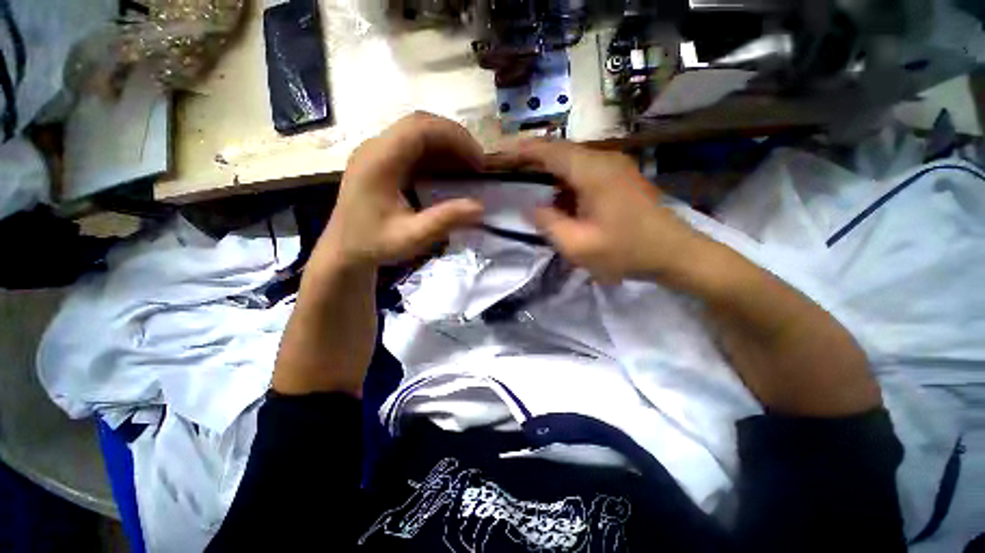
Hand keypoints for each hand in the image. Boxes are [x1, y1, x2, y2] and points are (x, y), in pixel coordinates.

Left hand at [316, 112, 484, 270]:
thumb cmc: (374, 244)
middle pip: (419, 124)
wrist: (344, 251)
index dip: (455, 137)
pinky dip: (435, 154)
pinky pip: (411, 146)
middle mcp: (374, 148)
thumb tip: (479, 207)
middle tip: (477, 162)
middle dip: (454, 138)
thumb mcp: (411, 237)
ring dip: (446, 145)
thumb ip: (444, 220)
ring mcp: (375, 152)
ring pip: (416, 132)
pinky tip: (448, 171)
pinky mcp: (380, 160)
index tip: (478, 160)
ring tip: (468, 166)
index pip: (419, 128)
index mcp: (378, 161)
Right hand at [493, 140, 698, 283]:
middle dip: (531, 160)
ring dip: (549, 173)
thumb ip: (549, 223)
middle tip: (507, 173)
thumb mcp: (578, 246)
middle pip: (559, 151)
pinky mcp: (620, 177)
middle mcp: (604, 159)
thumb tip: (532, 207)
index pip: (548, 150)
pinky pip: (584, 172)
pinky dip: (565, 182)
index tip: (497, 155)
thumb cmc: (627, 252)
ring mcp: (615, 167)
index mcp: (592, 171)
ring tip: (528, 188)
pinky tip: (558, 200)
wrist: (675, 253)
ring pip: (571, 162)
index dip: (520, 150)